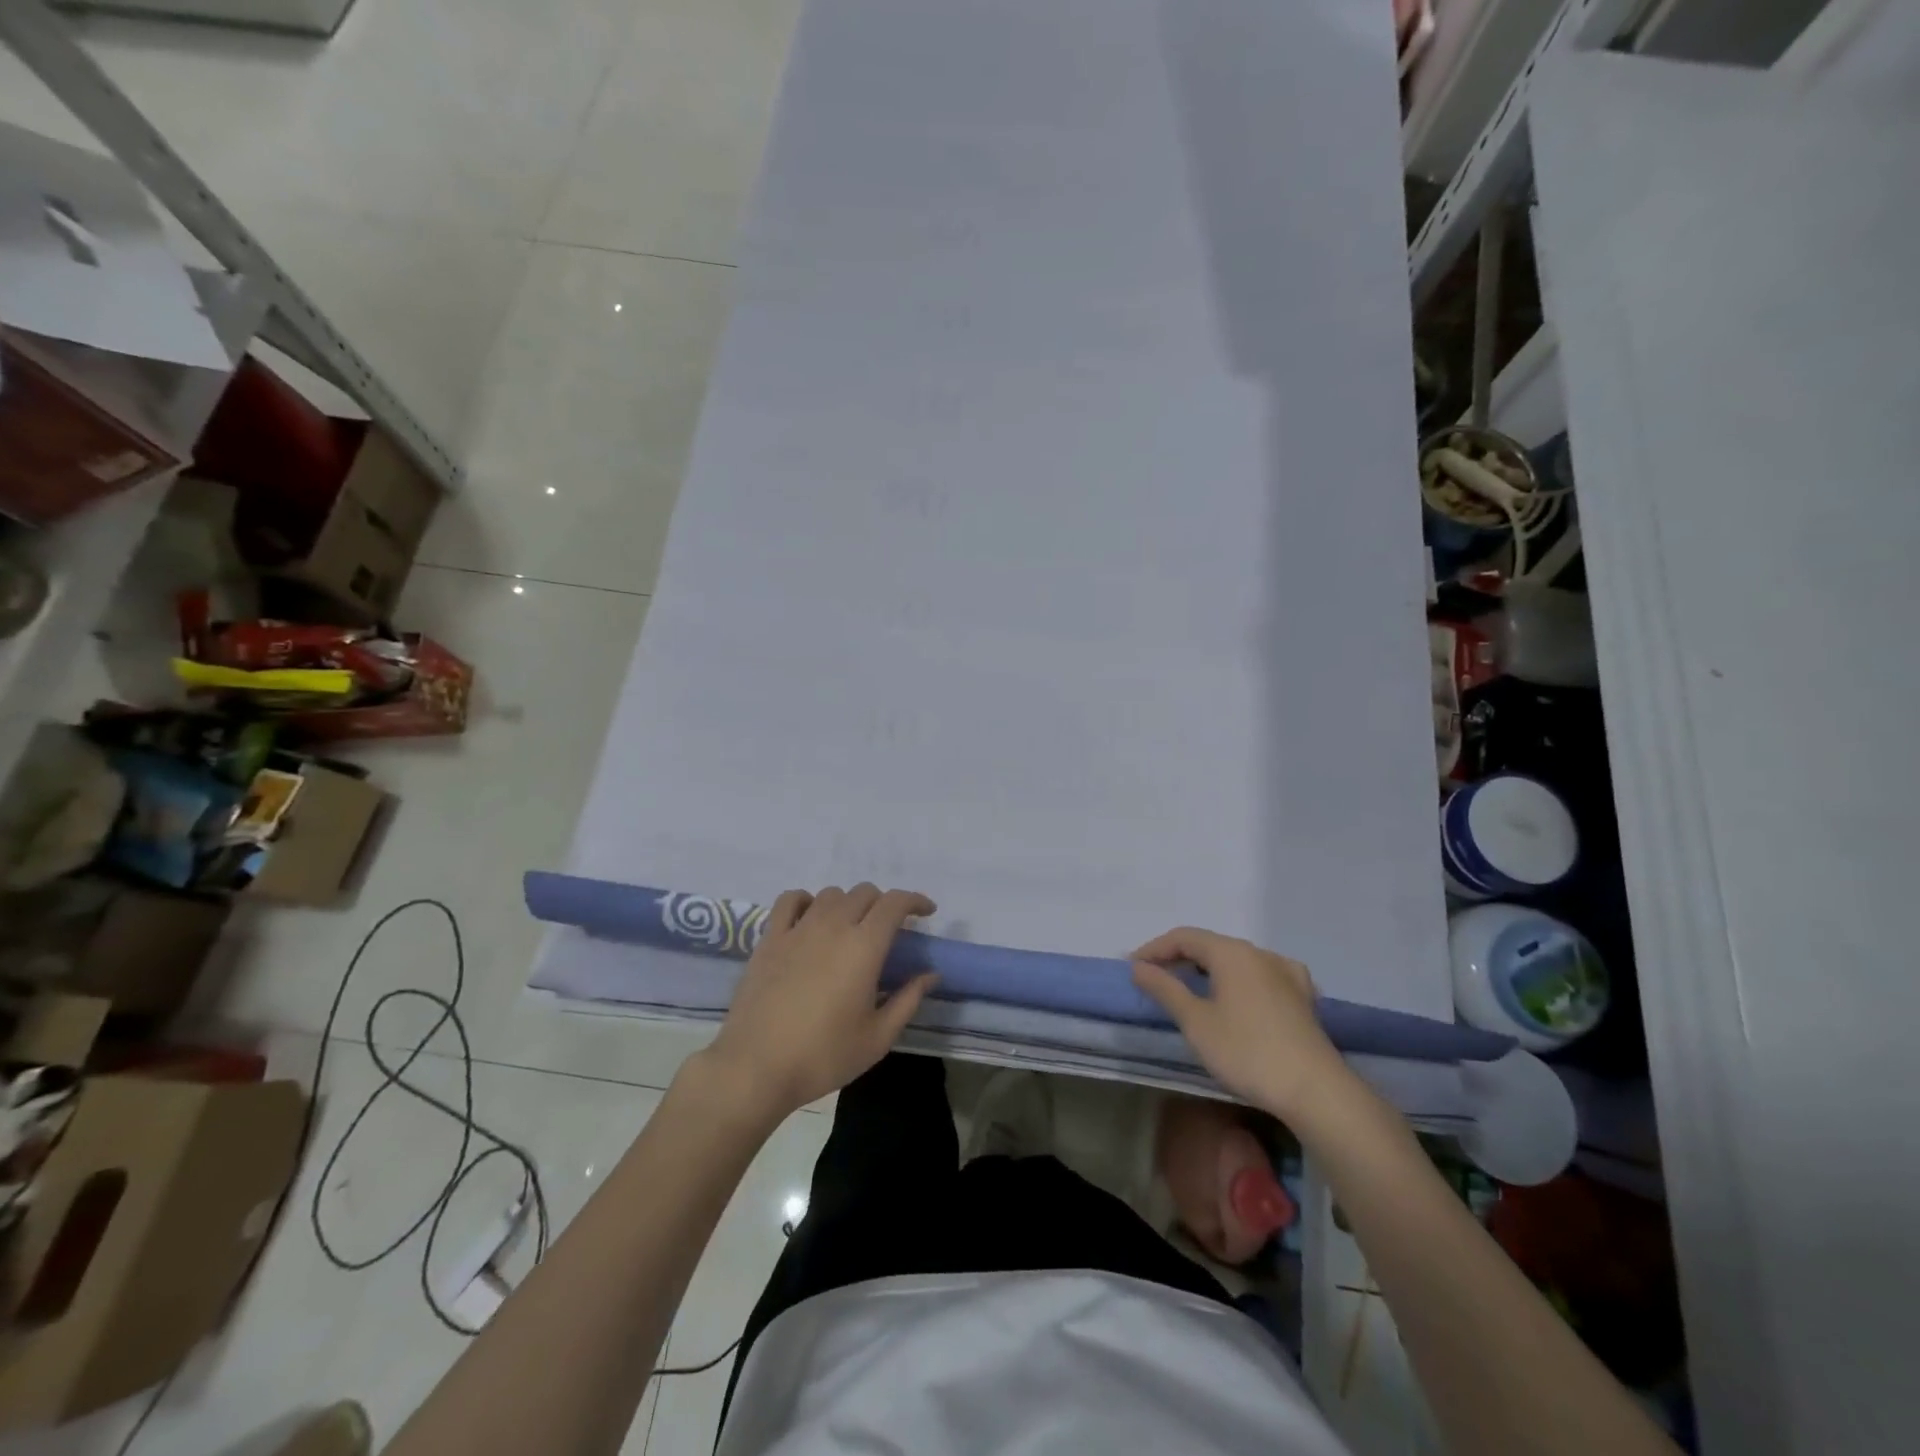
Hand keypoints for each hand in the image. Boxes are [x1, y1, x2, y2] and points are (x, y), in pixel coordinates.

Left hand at [701, 884, 937, 1120]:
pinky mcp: (770, 938)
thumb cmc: (824, 1056)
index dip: (914, 900)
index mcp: (864, 946)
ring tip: (851, 928)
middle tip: (889, 930)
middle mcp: (833, 926)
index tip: (926, 912)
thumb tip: (930, 974)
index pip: (894, 903)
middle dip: (884, 904)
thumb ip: (908, 999)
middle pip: (864, 893)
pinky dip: (807, 901)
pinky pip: (790, 901)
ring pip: (831, 894)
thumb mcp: (878, 1037)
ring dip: (849, 903)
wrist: (756, 1068)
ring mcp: (798, 929)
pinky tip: (810, 918)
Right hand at [1132, 927, 1353, 1121]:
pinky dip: (1236, 981)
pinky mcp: (1303, 997)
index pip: (1184, 937)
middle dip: (1179, 959)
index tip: (1133, 969)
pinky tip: (1237, 997)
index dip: (1154, 949)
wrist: (1316, 1091)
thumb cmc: (1247, 1051)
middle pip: (1211, 945)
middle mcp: (1260, 953)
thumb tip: (1139, 967)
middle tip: (1155, 980)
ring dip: (1208, 970)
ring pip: (1236, 961)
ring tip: (1190, 990)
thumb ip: (1165, 989)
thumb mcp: (1195, 1022)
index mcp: (1232, 952)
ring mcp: (1287, 973)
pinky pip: (1259, 976)